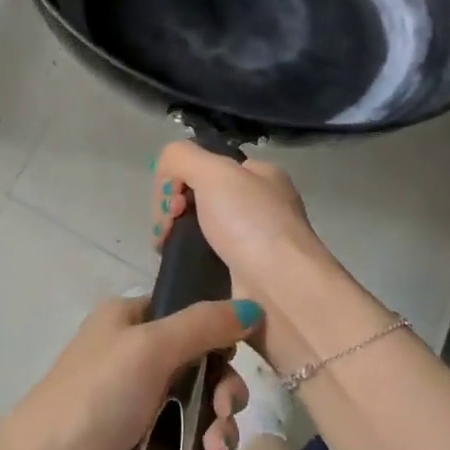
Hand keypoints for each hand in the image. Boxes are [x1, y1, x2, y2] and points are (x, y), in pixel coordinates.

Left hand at [0, 294, 258, 449]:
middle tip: (223, 417)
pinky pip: (185, 446)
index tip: (240, 359)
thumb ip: (202, 326)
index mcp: (129, 319)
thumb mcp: (149, 350)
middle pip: (201, 364)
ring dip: (217, 433)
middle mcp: (133, 355)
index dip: (220, 335)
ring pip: (198, 409)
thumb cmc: (94, 400)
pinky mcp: (138, 448)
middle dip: (222, 395)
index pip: (189, 313)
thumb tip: (253, 307)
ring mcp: (135, 404)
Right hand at [151, 142, 347, 376]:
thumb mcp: (214, 172)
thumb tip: (167, 182)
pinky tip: (180, 267)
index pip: (205, 165)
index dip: (178, 178)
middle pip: (197, 197)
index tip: (172, 200)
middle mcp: (258, 205)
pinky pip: (202, 260)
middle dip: (173, 209)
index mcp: (260, 175)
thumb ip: (180, 157)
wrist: (283, 292)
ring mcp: (251, 242)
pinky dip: (186, 261)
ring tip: (167, 249)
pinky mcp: (241, 276)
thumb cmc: (252, 225)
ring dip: (175, 237)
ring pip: (196, 230)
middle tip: (168, 227)